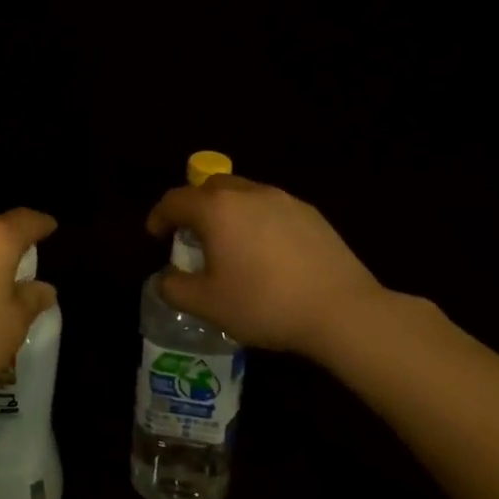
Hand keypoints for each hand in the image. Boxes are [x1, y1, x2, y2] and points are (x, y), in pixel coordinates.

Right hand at [146, 175, 386, 359]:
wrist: (342, 311)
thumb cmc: (264, 304)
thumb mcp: (207, 305)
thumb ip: (175, 288)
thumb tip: (165, 278)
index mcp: (216, 209)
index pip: (175, 200)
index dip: (159, 216)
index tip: (155, 235)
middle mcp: (248, 193)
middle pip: (210, 188)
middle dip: (195, 207)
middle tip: (193, 237)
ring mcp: (284, 200)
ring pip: (243, 195)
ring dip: (228, 212)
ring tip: (231, 245)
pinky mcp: (312, 214)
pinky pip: (271, 208)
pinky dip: (258, 221)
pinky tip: (268, 254)